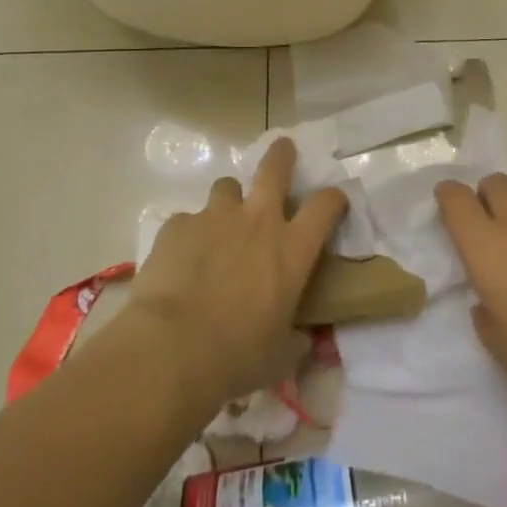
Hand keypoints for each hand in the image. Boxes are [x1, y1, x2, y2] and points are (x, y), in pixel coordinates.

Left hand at [125, 137, 347, 411]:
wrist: (172, 349)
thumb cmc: (238, 356)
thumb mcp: (281, 355)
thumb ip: (295, 340)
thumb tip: (302, 341)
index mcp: (292, 248)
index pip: (326, 205)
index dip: (334, 198)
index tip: (334, 200)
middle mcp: (258, 221)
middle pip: (275, 167)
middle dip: (281, 155)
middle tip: (283, 150)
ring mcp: (214, 218)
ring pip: (226, 186)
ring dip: (229, 200)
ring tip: (222, 221)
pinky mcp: (177, 226)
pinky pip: (187, 220)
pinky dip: (190, 233)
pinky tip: (182, 258)